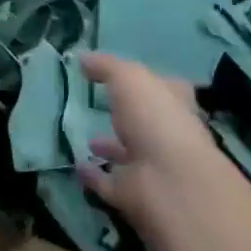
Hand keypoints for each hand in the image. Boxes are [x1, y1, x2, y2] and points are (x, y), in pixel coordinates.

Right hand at [77, 52, 227, 235]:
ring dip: (111, 149)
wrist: (168, 181)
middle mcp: (167, 135)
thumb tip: (82, 57)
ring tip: (88, 141)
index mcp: (174, 104)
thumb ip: (106, 66)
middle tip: (101, 108)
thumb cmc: (155, 118)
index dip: (148, 83)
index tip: (123, 78)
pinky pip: (109, 181)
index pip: (165, 89)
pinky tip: (77, 166)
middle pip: (146, 123)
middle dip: (127, 117)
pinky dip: (94, 175)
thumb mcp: (129, 78)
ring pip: (128, 155)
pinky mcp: (133, 193)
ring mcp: (152, 167)